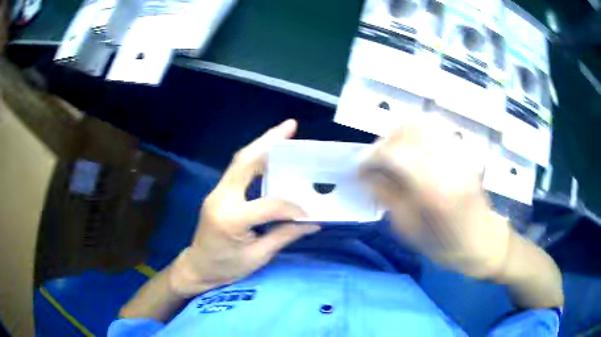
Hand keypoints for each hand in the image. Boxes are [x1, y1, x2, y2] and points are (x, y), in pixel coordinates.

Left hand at [169, 120, 319, 297]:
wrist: (198, 267)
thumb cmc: (226, 268)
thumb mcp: (258, 257)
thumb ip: (285, 235)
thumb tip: (313, 222)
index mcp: (231, 219)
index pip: (269, 205)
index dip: (292, 207)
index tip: (310, 212)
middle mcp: (221, 198)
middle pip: (245, 162)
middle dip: (269, 141)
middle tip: (291, 126)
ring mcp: (216, 192)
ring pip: (239, 161)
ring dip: (262, 144)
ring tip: (283, 133)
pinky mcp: (218, 193)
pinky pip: (238, 170)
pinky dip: (255, 158)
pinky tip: (270, 154)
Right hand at [360, 116, 511, 278]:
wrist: (483, 242)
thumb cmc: (445, 246)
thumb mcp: (408, 231)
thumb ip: (387, 197)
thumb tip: (368, 174)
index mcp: (433, 190)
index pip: (393, 154)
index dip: (371, 157)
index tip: (361, 170)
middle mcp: (447, 164)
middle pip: (407, 131)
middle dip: (383, 142)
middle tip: (376, 162)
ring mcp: (458, 154)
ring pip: (422, 124)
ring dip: (399, 133)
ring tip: (392, 153)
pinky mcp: (463, 151)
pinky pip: (436, 128)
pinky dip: (417, 131)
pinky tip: (412, 147)